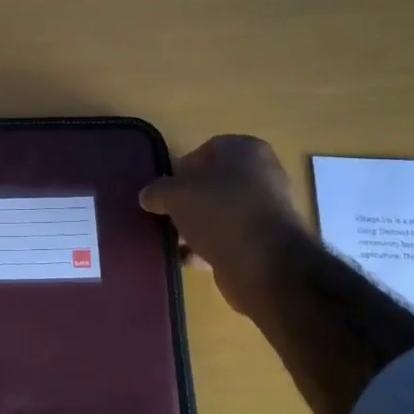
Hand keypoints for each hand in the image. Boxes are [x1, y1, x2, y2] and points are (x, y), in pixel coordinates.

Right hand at [140, 135, 310, 317]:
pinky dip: (208, 247)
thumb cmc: (219, 211)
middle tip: (165, 215)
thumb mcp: (175, 194)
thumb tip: (148, 196)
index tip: (162, 190)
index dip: (179, 170)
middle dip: (187, 201)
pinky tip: (186, 259)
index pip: (205, 151)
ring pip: (219, 214)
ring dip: (195, 226)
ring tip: (171, 240)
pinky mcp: (265, 242)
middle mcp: (262, 174)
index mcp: (246, 150)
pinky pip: (228, 239)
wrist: (264, 263)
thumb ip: (157, 191)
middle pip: (213, 184)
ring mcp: (266, 210)